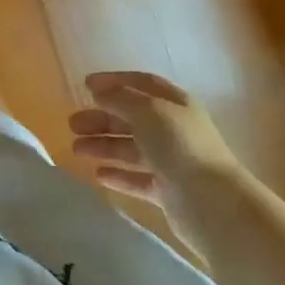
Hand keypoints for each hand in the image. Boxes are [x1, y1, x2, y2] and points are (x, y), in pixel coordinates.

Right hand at [68, 71, 239, 230]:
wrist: (212, 203)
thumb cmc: (180, 146)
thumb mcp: (147, 111)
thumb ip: (119, 98)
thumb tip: (97, 90)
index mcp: (175, 104)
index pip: (142, 85)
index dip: (114, 82)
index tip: (84, 85)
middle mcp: (174, 130)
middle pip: (132, 118)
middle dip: (102, 118)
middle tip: (72, 124)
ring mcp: (171, 161)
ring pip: (131, 148)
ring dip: (103, 146)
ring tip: (76, 149)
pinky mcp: (168, 191)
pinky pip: (137, 179)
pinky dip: (118, 175)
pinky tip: (98, 175)